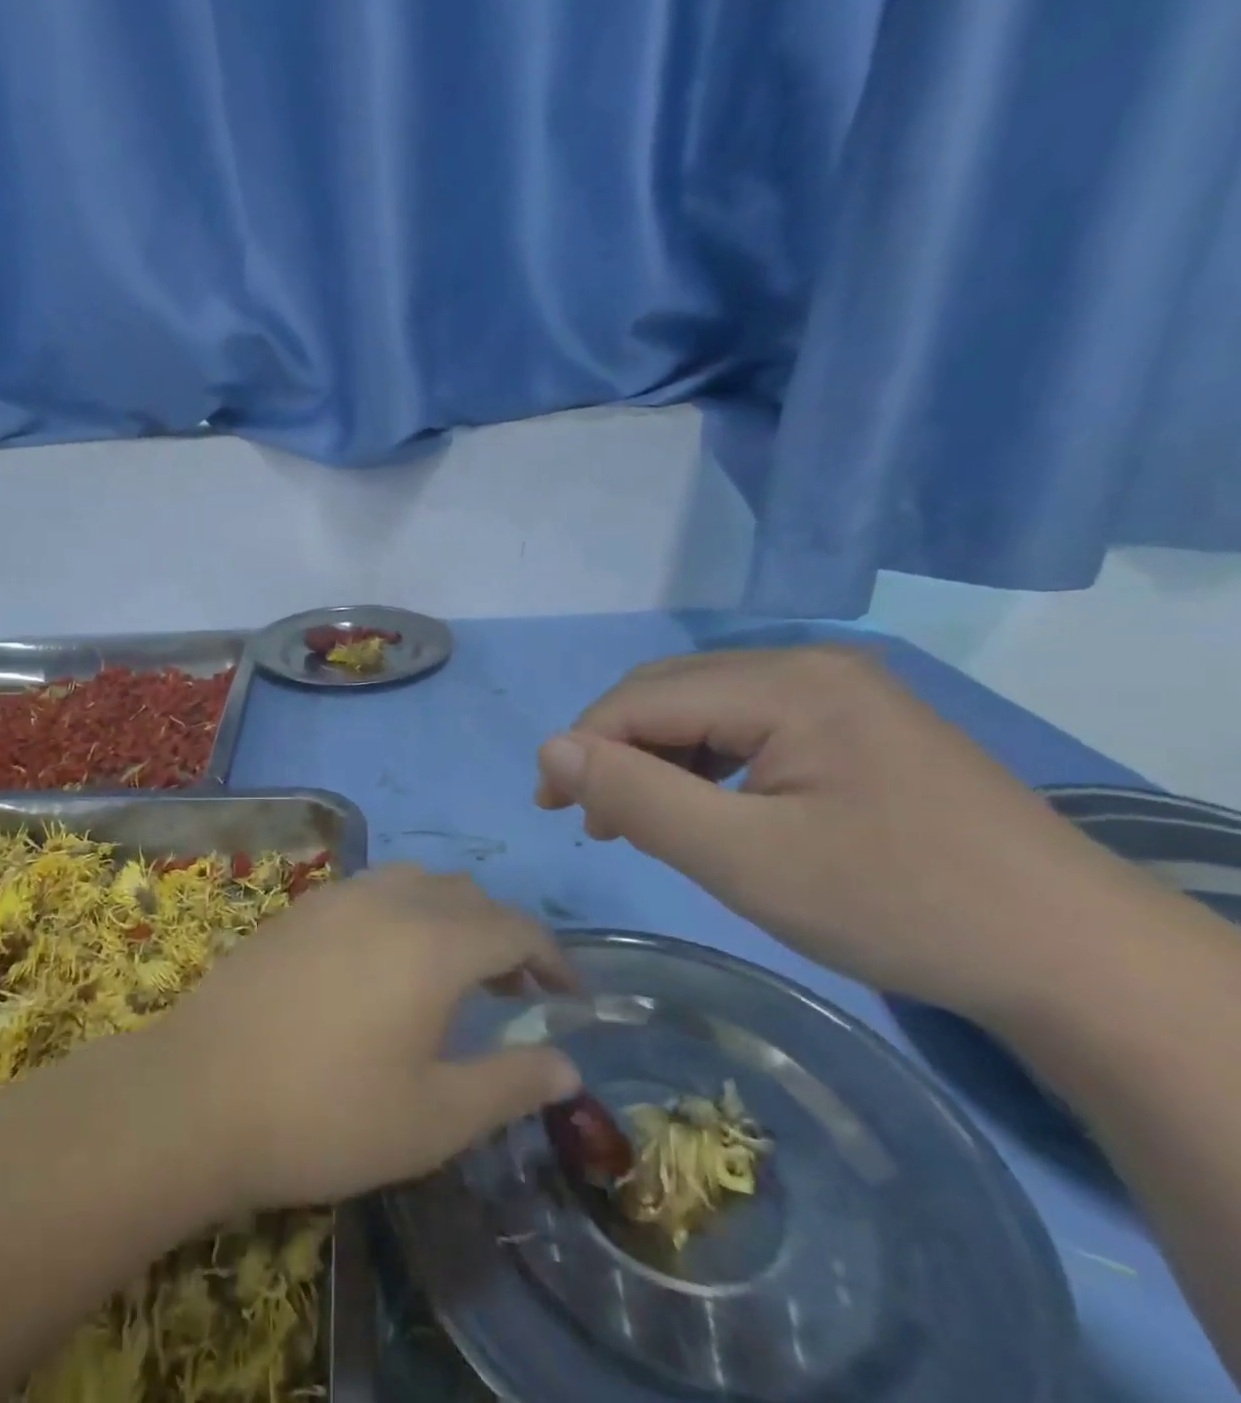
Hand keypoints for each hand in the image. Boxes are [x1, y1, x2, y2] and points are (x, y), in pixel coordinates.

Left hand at [153, 866, 582, 1211]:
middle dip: (503, 935)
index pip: (515, 928)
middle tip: (511, 991)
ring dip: (449, 915)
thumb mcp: (434, 1118)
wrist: (201, 1094)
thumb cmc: (327, 1114)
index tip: (569, 994)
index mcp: (433, 944)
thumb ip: (509, 1083)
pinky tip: (381, 962)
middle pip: (467, 896)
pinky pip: (369, 890)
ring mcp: (336, 897)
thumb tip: (566, 1063)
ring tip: (449, 971)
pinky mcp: (297, 909)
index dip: (553, 958)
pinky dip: (400, 911)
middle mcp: (388, 901)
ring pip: (415, 882)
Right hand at [533, 645, 1152, 1019]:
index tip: (551, 808)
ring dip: (656, 759)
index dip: (583, 747)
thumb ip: (637, 797)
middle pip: (671, 693)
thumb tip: (549, 748)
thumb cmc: (897, 905)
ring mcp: (838, 692)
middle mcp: (809, 665)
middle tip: (592, 819)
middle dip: (617, 751)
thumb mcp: (743, 859)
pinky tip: (704, 808)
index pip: (643, 699)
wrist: (1073, 958)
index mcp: (786, 683)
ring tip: (638, 821)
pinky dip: (704, 764)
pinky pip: (747, 727)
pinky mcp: (854, 724)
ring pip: (705, 709)